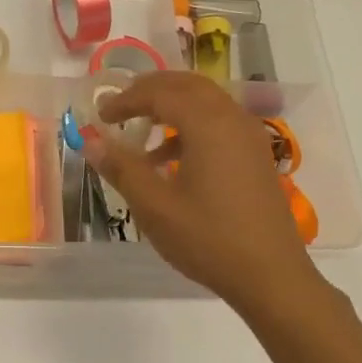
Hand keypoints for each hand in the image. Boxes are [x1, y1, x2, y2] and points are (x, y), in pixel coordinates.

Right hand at [85, 72, 330, 319]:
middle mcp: (232, 119)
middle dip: (150, 91)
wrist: (271, 276)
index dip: (125, 99)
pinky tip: (169, 160)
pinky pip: (219, 122)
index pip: (159, 93)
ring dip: (171, 106)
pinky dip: (190, 126)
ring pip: (206, 102)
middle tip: (119, 107)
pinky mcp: (255, 156)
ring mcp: (249, 137)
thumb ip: (122, 168)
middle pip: (187, 85)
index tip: (99, 116)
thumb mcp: (155, 207)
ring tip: (141, 130)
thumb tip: (90, 142)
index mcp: (208, 124)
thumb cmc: (208, 239)